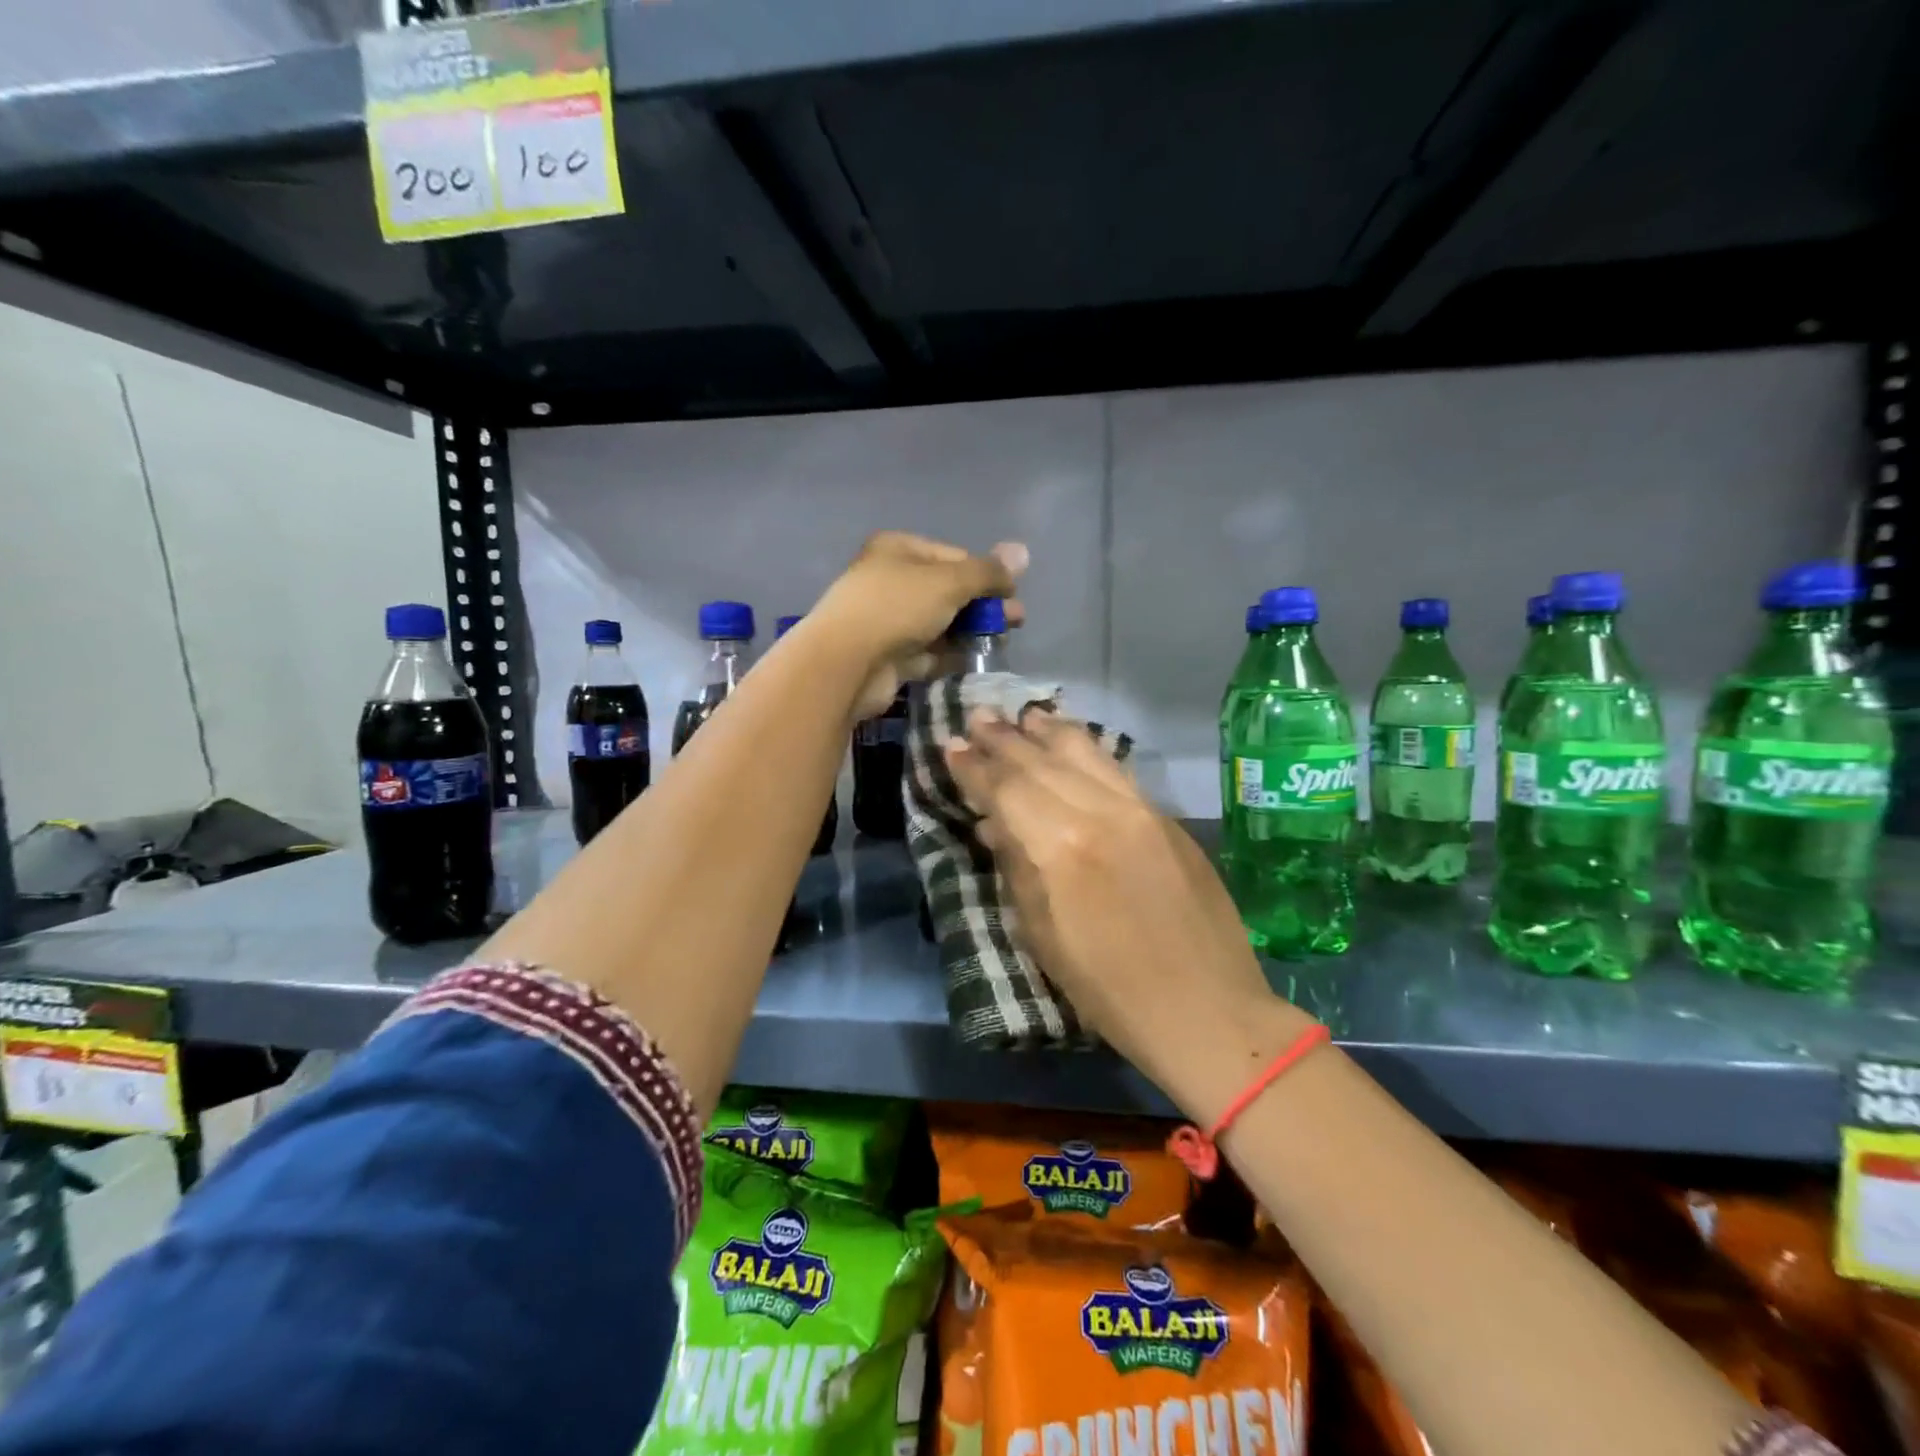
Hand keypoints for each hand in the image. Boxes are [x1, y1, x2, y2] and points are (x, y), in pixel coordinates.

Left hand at [810, 532, 1025, 719]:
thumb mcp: (949, 582)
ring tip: (1001, 641)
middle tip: (1015, 621)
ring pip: (941, 622)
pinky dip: (952, 654)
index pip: (954, 556)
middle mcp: (892, 580)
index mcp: (899, 549)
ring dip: (971, 630)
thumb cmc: (896, 607)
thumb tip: (1023, 552)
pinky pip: (930, 651)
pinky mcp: (891, 656)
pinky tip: (977, 660)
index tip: (1011, 595)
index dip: (986, 574)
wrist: (847, 664)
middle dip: (983, 605)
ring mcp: (890, 620)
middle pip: (949, 590)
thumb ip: (987, 572)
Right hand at [943, 710, 1315, 1123]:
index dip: (975, 767)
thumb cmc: (1107, 988)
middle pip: (1041, 761)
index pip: (1006, 788)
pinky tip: (1073, 741)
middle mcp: (1098, 812)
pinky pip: (1116, 769)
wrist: (1204, 1007)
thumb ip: (1016, 868)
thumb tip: (994, 825)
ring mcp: (1138, 809)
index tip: (952, 745)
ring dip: (1048, 731)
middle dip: (1004, 738)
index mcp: (1058, 846)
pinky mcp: (1165, 817)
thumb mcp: (1041, 934)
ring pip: (1085, 752)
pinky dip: (1087, 749)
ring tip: (1023, 715)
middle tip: (978, 716)